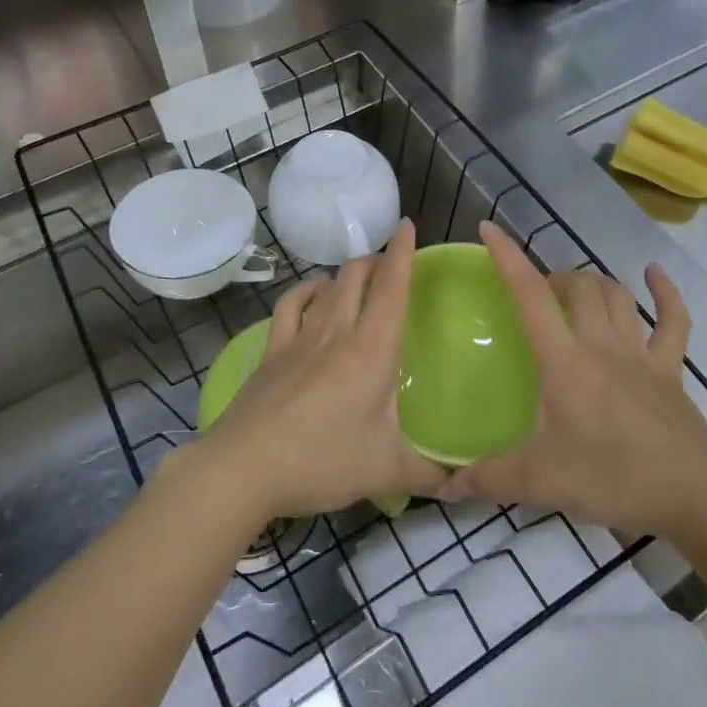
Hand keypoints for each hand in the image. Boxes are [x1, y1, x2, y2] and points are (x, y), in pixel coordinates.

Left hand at [197, 219, 446, 519]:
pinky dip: (304, 292)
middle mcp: (336, 333)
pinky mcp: (271, 352)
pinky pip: (290, 307)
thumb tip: (462, 481)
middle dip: (375, 260)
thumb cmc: (322, 461)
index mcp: (371, 351)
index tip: (407, 225)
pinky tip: (311, 293)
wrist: (243, 468)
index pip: (392, 289)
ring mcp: (299, 339)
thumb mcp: (386, 472)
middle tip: (389, 263)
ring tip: (357, 275)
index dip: (402, 254)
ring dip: (345, 274)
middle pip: (356, 277)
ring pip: (326, 288)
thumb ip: (430, 475)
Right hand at [440, 222, 706, 538]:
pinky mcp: (672, 370)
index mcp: (565, 363)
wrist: (694, 497)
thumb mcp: (541, 481)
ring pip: (617, 296)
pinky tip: (654, 275)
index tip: (488, 229)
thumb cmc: (613, 480)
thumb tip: (442, 486)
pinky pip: (674, 321)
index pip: (531, 297)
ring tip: (574, 292)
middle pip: (579, 287)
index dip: (508, 258)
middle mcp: (603, 346)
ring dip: (594, 283)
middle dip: (553, 278)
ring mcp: (642, 354)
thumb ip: (489, 479)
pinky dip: (665, 293)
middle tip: (536, 297)